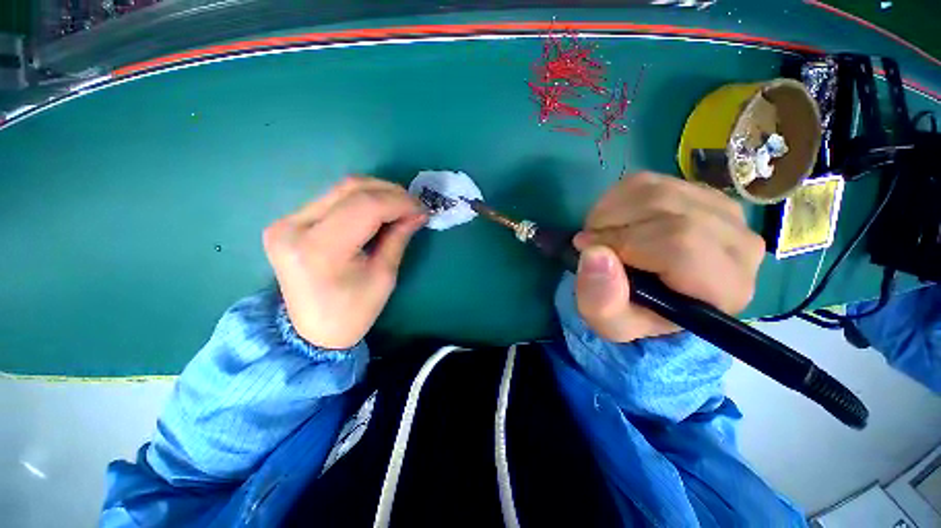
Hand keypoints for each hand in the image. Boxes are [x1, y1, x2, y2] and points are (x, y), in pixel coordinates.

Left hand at [262, 176, 426, 348]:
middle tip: (413, 205)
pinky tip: (377, 211)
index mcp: (320, 250)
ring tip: (399, 207)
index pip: (366, 207)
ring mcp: (285, 222)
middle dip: (390, 192)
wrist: (312, 331)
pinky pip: (331, 199)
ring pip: (340, 189)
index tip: (422, 208)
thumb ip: (399, 237)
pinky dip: (360, 200)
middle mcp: (294, 228)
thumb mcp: (384, 276)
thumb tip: (418, 212)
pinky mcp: (287, 222)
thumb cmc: (354, 312)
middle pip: (350, 189)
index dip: (399, 202)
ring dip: (376, 193)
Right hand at [572, 172, 764, 342]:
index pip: (681, 243)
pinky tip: (613, 220)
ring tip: (599, 234)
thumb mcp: (611, 324)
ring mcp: (724, 211)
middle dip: (613, 223)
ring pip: (658, 190)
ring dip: (611, 210)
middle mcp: (739, 244)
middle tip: (589, 243)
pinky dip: (617, 198)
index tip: (588, 251)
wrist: (653, 298)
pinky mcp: (701, 192)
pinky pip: (652, 181)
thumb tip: (595, 254)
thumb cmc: (635, 315)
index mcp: (724, 288)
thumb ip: (602, 301)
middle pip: (669, 210)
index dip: (623, 241)